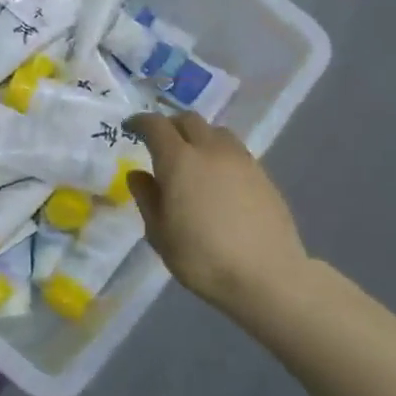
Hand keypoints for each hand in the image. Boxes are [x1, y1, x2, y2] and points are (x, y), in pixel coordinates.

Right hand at [127, 112, 308, 312]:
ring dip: (198, 136)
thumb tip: (138, 174)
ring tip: (191, 157)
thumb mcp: (159, 234)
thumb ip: (147, 198)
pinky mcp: (262, 174)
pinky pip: (235, 150)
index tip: (130, 128)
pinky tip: (217, 178)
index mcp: (179, 160)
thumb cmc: (202, 257)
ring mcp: (241, 160)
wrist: (266, 275)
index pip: (156, 125)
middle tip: (159, 142)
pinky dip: (219, 153)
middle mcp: (210, 150)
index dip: (140, 122)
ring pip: (215, 132)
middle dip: (170, 125)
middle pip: (188, 120)